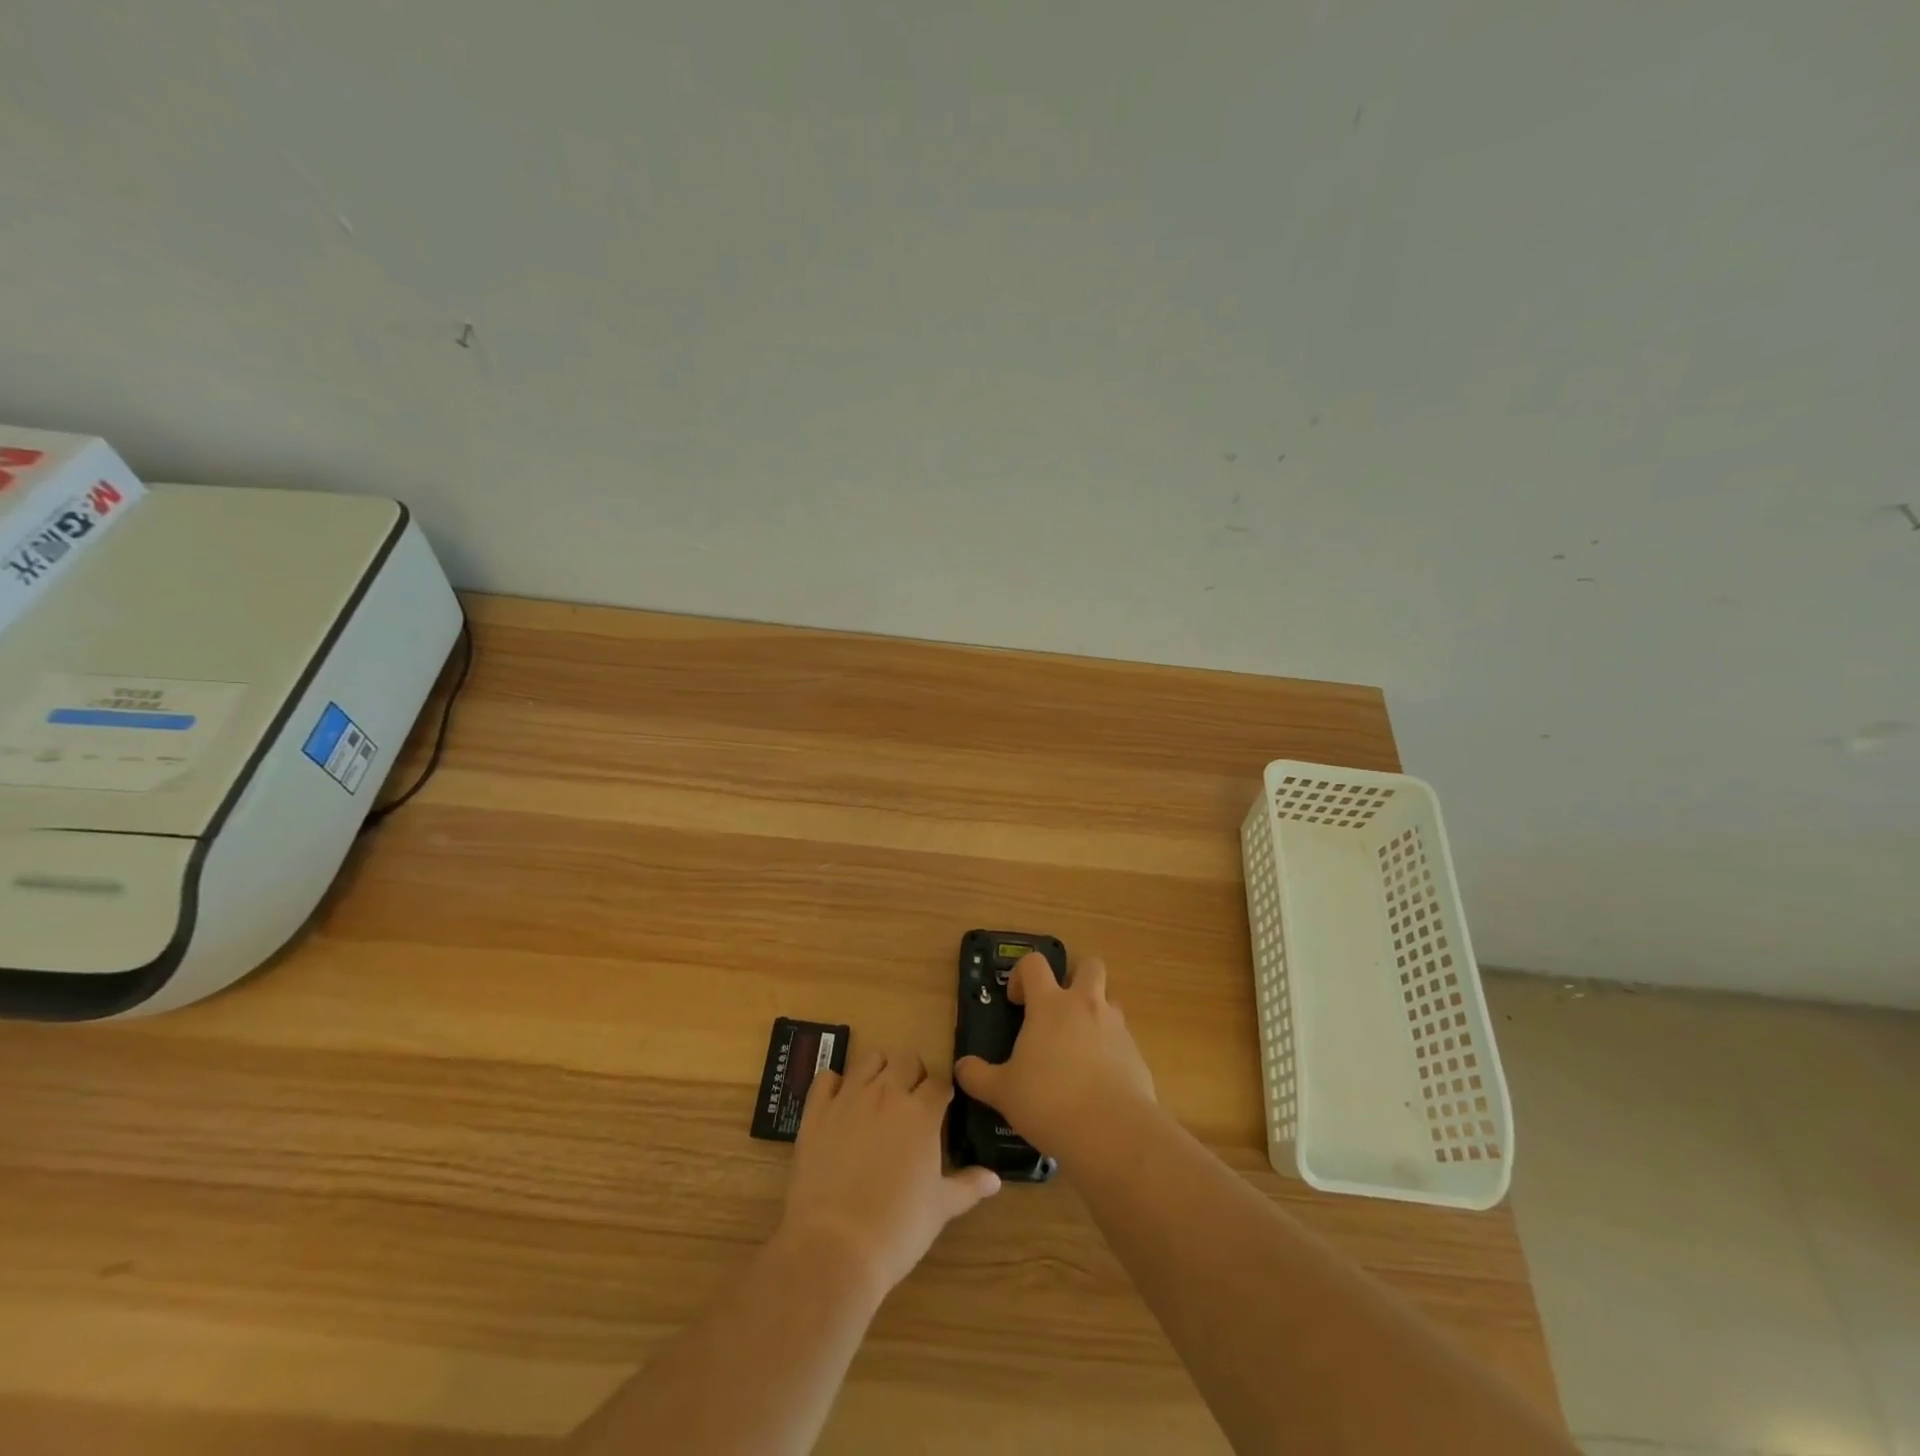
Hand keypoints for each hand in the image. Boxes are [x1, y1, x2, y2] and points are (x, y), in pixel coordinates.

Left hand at [776, 1047, 1000, 1298]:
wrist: (835, 1246)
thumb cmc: (897, 1228)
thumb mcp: (940, 1209)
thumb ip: (968, 1186)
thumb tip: (995, 1179)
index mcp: (922, 1112)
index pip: (939, 1082)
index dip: (942, 1092)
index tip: (941, 1106)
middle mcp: (887, 1093)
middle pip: (906, 1059)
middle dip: (912, 1074)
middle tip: (911, 1101)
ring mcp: (849, 1098)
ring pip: (868, 1058)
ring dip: (877, 1070)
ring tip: (877, 1095)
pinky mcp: (816, 1111)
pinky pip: (826, 1078)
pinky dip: (834, 1085)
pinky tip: (838, 1104)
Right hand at [954, 954, 1154, 1160]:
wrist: (1111, 1131)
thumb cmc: (1048, 1101)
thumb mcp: (1002, 1092)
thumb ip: (978, 1077)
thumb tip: (961, 1068)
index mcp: (1050, 1005)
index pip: (1035, 963)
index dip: (1022, 974)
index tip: (1016, 1002)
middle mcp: (1086, 1005)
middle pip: (1089, 965)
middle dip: (1075, 976)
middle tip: (1059, 1006)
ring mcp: (1116, 1027)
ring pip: (1110, 1000)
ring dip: (1096, 1011)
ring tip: (1079, 1045)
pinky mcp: (1137, 1054)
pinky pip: (1123, 1039)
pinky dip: (1111, 1049)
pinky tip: (1099, 1080)